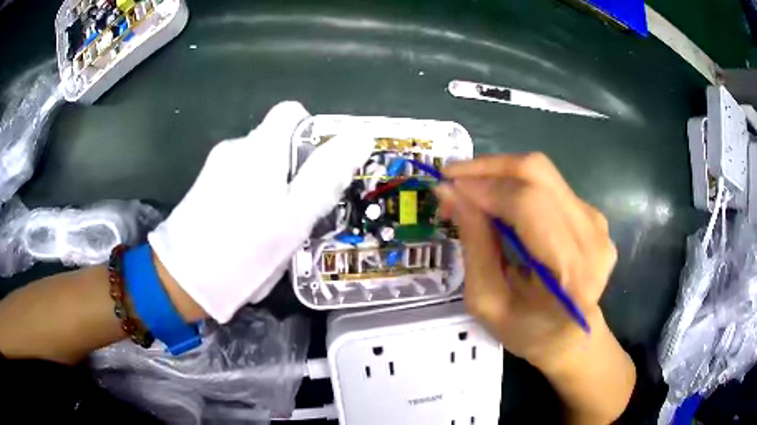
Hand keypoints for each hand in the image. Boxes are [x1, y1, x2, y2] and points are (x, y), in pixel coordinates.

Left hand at [148, 102, 373, 322]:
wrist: (184, 280)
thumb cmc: (246, 249)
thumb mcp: (296, 216)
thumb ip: (327, 173)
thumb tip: (360, 136)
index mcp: (260, 147)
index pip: (291, 112)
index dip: (311, 133)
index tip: (317, 169)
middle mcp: (236, 147)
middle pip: (276, 142)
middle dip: (293, 170)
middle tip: (298, 212)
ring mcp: (215, 167)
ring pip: (257, 165)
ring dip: (272, 187)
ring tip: (271, 229)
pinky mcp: (203, 187)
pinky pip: (237, 181)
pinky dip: (250, 197)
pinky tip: (246, 231)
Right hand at [434, 153, 616, 371]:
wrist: (572, 337)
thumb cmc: (528, 331)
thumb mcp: (487, 301)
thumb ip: (474, 244)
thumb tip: (450, 192)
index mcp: (570, 273)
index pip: (529, 205)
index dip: (485, 187)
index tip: (446, 186)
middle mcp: (592, 238)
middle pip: (538, 174)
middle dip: (488, 168)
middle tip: (453, 179)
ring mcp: (598, 223)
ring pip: (543, 173)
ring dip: (500, 174)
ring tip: (471, 193)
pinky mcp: (594, 215)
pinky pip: (550, 185)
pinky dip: (518, 185)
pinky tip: (500, 202)